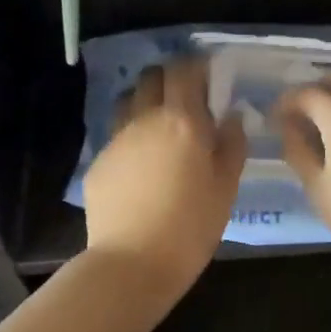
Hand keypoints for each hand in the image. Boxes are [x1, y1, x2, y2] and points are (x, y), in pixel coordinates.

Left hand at [81, 58, 246, 304]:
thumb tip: (232, 117)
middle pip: (151, 77)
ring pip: (128, 102)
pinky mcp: (99, 162)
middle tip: (185, 99)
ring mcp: (117, 140)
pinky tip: (140, 168)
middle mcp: (146, 119)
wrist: (132, 264)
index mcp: (183, 121)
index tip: (208, 77)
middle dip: (168, 78)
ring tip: (159, 128)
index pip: (184, 70)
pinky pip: (117, 136)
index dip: (196, 66)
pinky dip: (131, 138)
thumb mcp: (226, 188)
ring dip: (144, 103)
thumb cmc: (191, 227)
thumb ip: (232, 145)